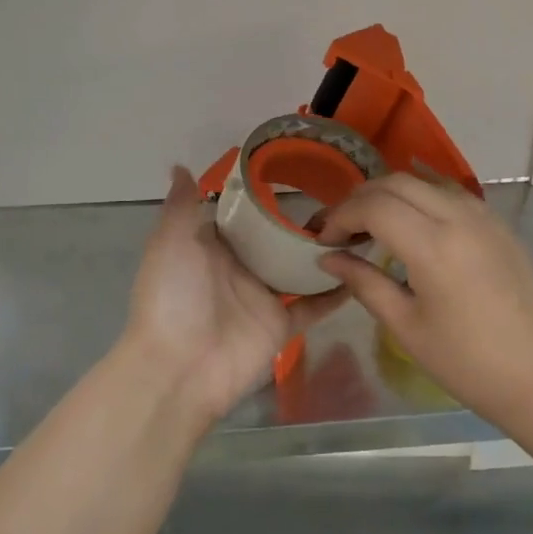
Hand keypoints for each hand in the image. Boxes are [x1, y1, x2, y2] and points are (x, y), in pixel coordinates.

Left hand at [122, 166, 346, 425]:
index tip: (293, 169)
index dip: (262, 195)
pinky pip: (313, 306)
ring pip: (297, 270)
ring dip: (321, 253)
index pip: (240, 216)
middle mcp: (239, 269)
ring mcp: (262, 298)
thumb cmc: (172, 297)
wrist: (179, 368)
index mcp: (210, 247)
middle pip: (274, 241)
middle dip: (300, 222)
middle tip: (340, 195)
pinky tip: (362, 271)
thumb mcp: (170, 242)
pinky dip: (335, 293)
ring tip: (357, 225)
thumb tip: (181, 165)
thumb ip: (181, 205)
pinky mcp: (282, 325)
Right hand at [317, 174, 532, 418]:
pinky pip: (452, 196)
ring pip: (426, 183)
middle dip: (362, 198)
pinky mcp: (500, 225)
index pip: (374, 206)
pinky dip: (422, 200)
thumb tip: (328, 258)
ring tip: (374, 226)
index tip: (324, 240)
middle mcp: (459, 218)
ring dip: (392, 195)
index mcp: (433, 246)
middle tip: (343, 228)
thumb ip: (364, 282)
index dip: (341, 216)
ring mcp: (484, 217)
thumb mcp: (405, 325)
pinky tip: (413, 228)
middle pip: (397, 182)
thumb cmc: (464, 361)